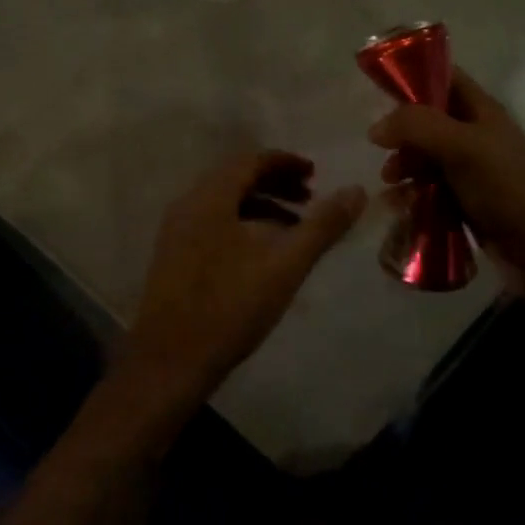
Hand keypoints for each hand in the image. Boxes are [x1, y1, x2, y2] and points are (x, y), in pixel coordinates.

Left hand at [120, 150, 365, 408]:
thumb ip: (322, 226)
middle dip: (276, 183)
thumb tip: (356, 190)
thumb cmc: (230, 307)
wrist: (169, 364)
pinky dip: (242, 224)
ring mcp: (176, 232)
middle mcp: (188, 205)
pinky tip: (262, 254)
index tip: (316, 175)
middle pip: (236, 178)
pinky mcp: (173, 257)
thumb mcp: (285, 265)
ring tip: (294, 228)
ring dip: (261, 205)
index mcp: (210, 198)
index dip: (286, 162)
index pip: (251, 160)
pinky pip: (213, 223)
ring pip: (224, 203)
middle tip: (309, 198)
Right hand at [369, 67, 524, 298]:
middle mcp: (476, 135)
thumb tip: (376, 128)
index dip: (413, 78)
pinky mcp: (467, 203)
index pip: (444, 78)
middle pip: (428, 122)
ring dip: (405, 168)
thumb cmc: (507, 188)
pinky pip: (431, 191)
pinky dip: (413, 195)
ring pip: (427, 159)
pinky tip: (397, 208)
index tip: (378, 93)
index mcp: (481, 111)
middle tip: (386, 156)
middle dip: (403, 136)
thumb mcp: (462, 147)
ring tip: (391, 186)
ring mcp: (472, 171)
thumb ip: (417, 128)